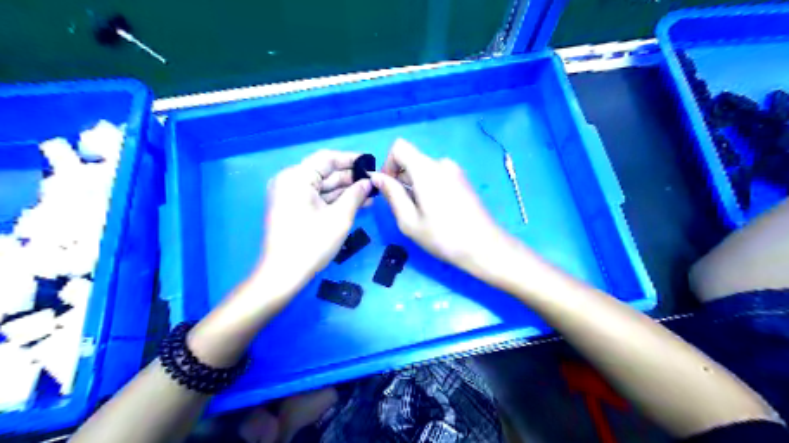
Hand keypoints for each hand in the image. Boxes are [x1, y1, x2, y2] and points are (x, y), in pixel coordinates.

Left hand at [257, 151, 374, 291]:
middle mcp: (290, 181)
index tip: (371, 163)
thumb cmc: (312, 244)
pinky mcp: (292, 209)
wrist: (283, 275)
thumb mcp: (339, 217)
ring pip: (322, 187)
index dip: (351, 160)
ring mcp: (289, 196)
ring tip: (371, 195)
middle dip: (350, 179)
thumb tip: (369, 182)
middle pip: (324, 172)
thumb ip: (356, 195)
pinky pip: (316, 198)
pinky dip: (334, 201)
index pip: (327, 158)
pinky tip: (356, 204)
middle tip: (374, 183)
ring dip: (345, 191)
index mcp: (296, 177)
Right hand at [370, 139, 511, 275]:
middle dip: (401, 179)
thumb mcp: (409, 220)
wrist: (484, 247)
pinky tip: (437, 212)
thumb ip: (391, 194)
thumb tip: (376, 177)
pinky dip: (429, 188)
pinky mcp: (463, 180)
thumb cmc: (443, 237)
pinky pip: (437, 176)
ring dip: (415, 186)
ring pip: (424, 170)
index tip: (389, 189)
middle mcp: (442, 163)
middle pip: (411, 160)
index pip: (399, 147)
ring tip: (423, 214)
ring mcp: (455, 171)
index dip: (388, 164)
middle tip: (406, 209)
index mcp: (426, 169)